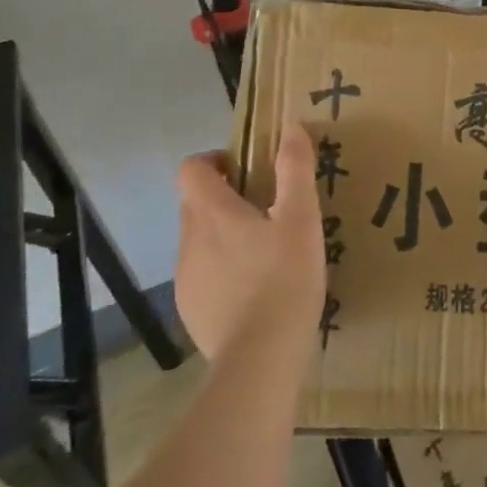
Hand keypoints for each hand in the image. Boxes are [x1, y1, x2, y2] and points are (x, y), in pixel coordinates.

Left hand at [175, 126, 326, 364]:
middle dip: (223, 198)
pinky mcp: (191, 311)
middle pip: (194, 204)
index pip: (191, 169)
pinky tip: (254, 294)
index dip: (213, 161)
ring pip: (199, 241)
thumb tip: (291, 128)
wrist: (260, 359)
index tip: (244, 170)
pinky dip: (222, 274)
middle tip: (265, 210)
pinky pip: (202, 277)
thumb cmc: (283, 280)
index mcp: (212, 212)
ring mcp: (185, 278)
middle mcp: (189, 240)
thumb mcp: (301, 219)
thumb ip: (295, 170)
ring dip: (223, 238)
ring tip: (264, 255)